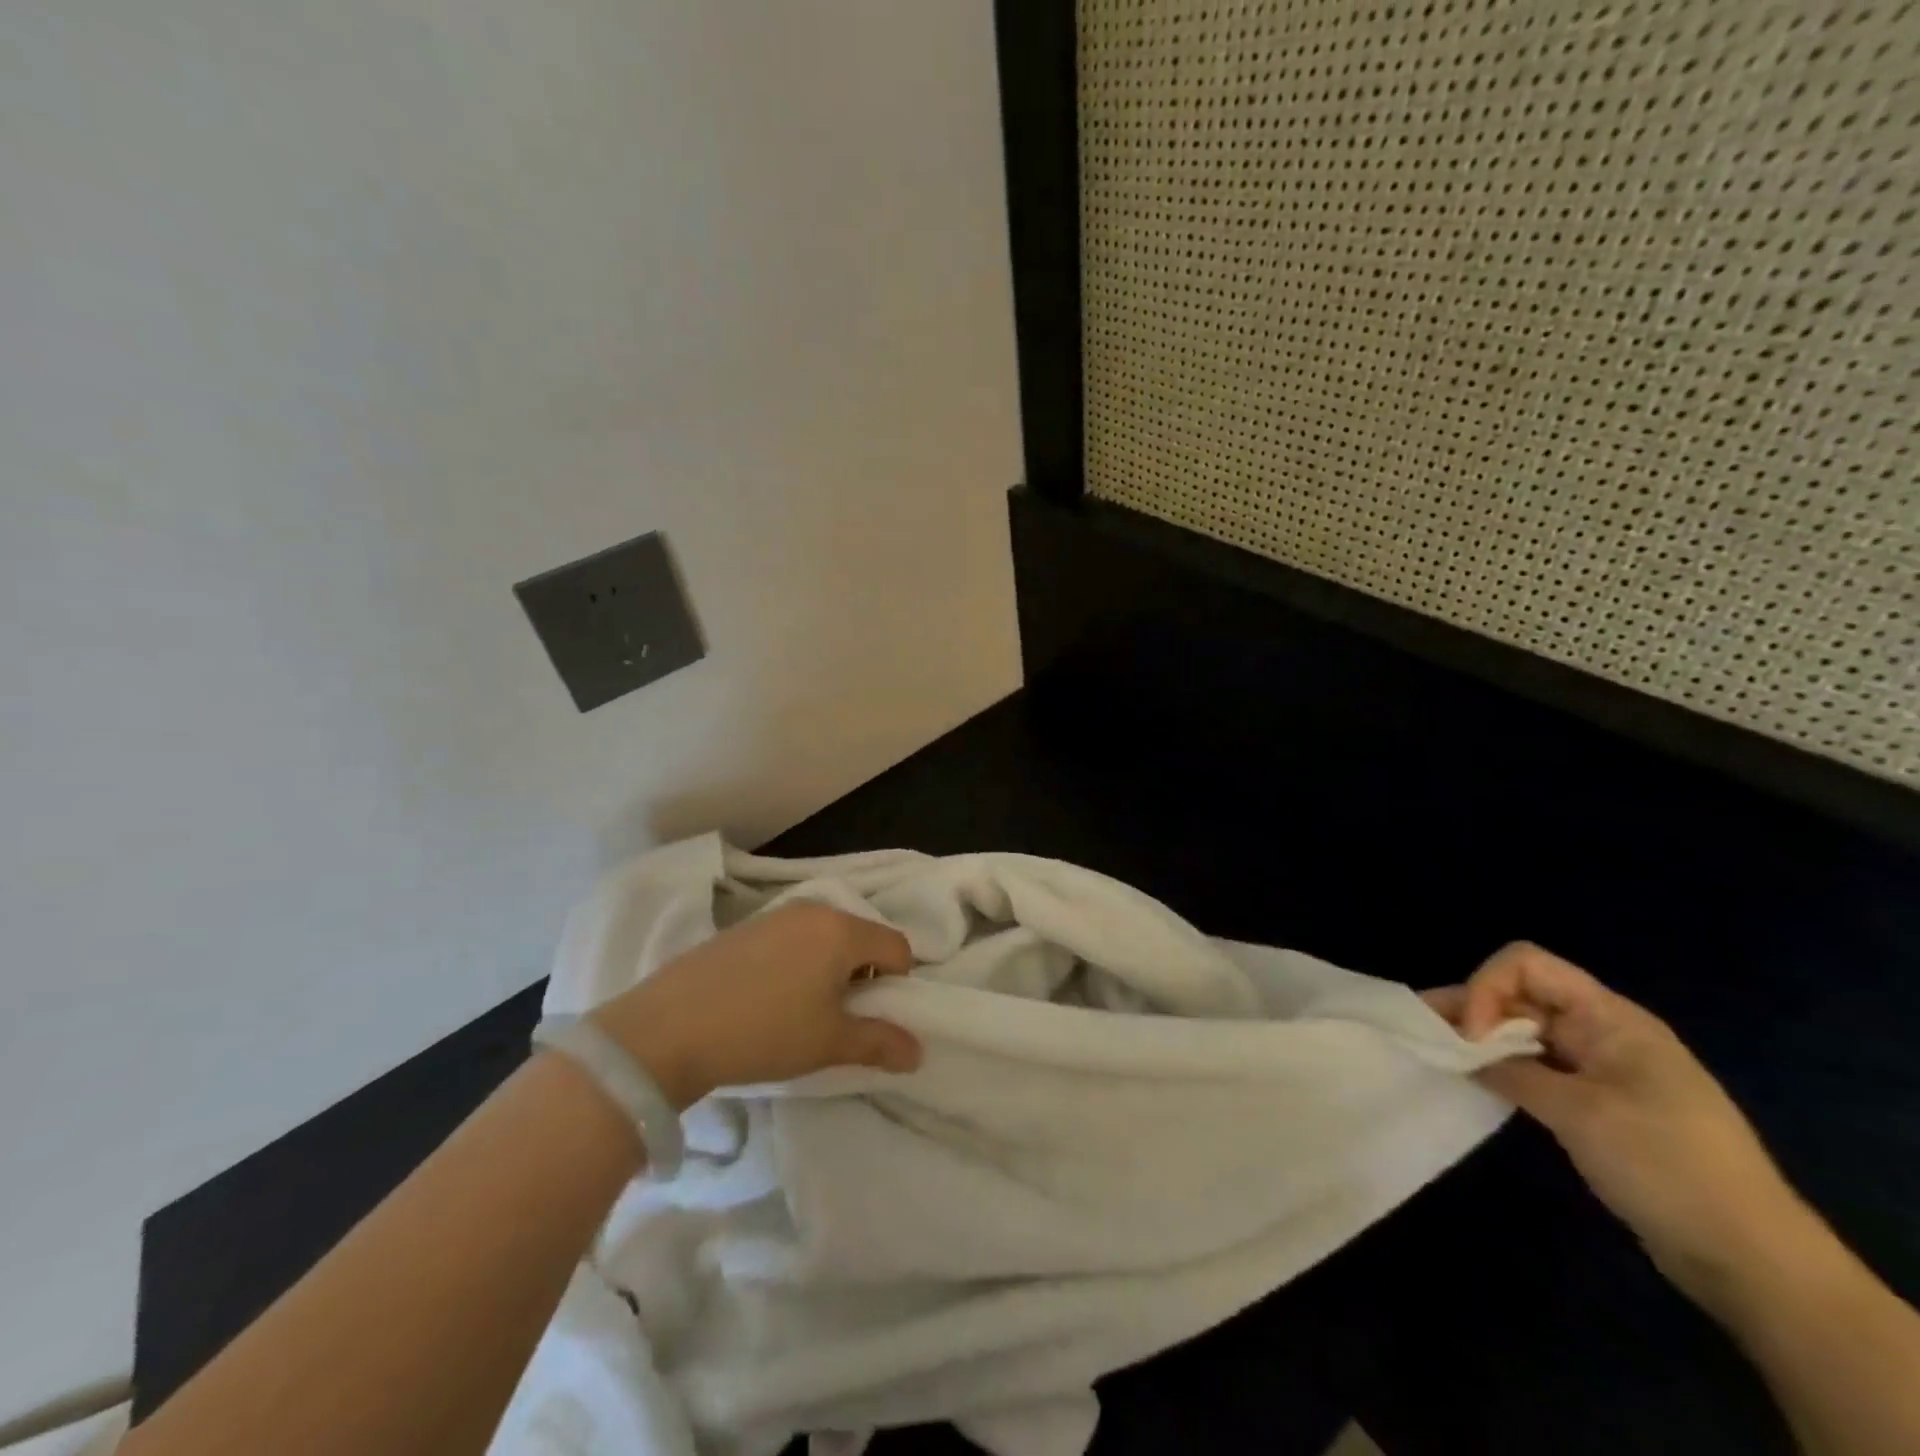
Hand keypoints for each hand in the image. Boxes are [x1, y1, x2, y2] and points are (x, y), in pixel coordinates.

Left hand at [588, 902, 922, 1109]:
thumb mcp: (828, 1043)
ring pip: (825, 937)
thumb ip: (879, 1042)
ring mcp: (775, 915)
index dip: (897, 984)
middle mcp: (813, 910)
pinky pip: (791, 939)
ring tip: (801, 1010)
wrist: (667, 1029)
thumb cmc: (763, 1031)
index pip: (896, 947)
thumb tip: (918, 1051)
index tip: (871, 1017)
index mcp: (842, 930)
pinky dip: (797, 963)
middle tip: (838, 1016)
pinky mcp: (744, 927)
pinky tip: (767, 998)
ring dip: (829, 969)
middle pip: (861, 937)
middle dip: (862, 975)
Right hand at [1425, 943, 1803, 1298]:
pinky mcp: (1598, 1103)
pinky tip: (1476, 1081)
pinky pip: (1538, 1067)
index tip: (1471, 1036)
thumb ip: (1512, 1072)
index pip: (1527, 965)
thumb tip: (1462, 1054)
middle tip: (1423, 1033)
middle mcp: (1603, 1031)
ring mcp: (1601, 1068)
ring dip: (1481, 1039)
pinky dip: (1503, 1068)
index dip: (1487, 988)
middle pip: (1521, 995)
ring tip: (1436, 1053)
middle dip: (1471, 1008)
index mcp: (1610, 1018)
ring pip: (1525, 1032)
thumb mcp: (1580, 1114)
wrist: (1751, 1259)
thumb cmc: (1666, 1166)